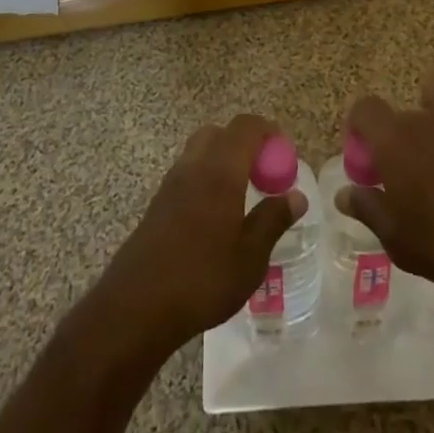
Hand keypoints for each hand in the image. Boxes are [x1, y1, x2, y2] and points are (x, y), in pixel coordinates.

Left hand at [98, 113, 305, 351]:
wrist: (137, 306)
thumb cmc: (203, 278)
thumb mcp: (251, 256)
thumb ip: (273, 219)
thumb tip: (296, 196)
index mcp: (220, 170)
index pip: (245, 127)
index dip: (268, 130)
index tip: (285, 151)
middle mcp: (194, 166)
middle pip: (219, 133)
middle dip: (244, 143)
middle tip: (264, 173)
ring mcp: (171, 183)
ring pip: (200, 152)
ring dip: (223, 160)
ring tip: (242, 196)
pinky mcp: (158, 203)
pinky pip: (188, 174)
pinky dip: (206, 179)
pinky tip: (216, 216)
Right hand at [337, 63, 433, 305]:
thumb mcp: (398, 240)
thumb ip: (369, 210)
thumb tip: (344, 194)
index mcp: (395, 141)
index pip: (365, 109)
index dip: (362, 125)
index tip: (368, 151)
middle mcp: (427, 117)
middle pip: (409, 95)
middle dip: (415, 115)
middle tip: (421, 150)